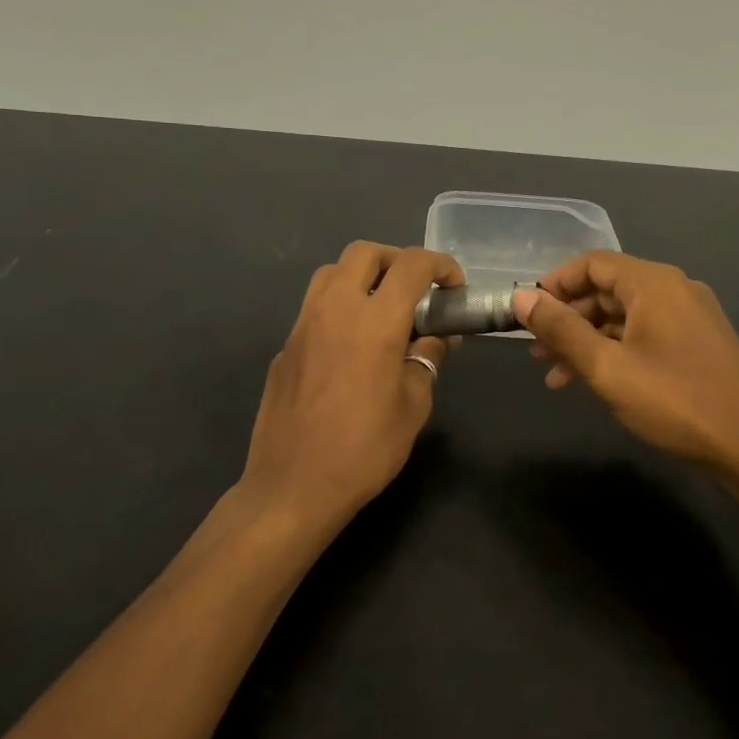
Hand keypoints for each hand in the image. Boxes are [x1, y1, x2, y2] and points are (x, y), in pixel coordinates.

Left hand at [238, 242, 461, 531]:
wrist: (293, 486)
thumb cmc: (364, 450)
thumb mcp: (413, 406)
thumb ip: (426, 359)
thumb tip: (435, 336)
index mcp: (374, 321)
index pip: (412, 265)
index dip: (440, 265)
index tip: (453, 287)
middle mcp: (335, 309)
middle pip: (364, 253)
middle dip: (397, 260)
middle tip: (417, 291)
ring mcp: (303, 325)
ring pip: (332, 272)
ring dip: (362, 276)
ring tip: (382, 309)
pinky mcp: (285, 345)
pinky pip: (314, 306)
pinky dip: (339, 306)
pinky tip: (350, 345)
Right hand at [513, 251, 738, 495]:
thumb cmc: (675, 401)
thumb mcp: (607, 367)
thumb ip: (561, 329)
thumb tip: (520, 296)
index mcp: (653, 283)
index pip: (592, 263)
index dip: (555, 284)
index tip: (527, 314)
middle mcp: (673, 289)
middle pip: (607, 289)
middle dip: (567, 318)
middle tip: (536, 351)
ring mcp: (689, 317)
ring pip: (623, 317)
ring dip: (587, 340)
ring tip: (555, 375)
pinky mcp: (697, 344)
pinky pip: (644, 334)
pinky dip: (614, 351)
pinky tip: (594, 382)